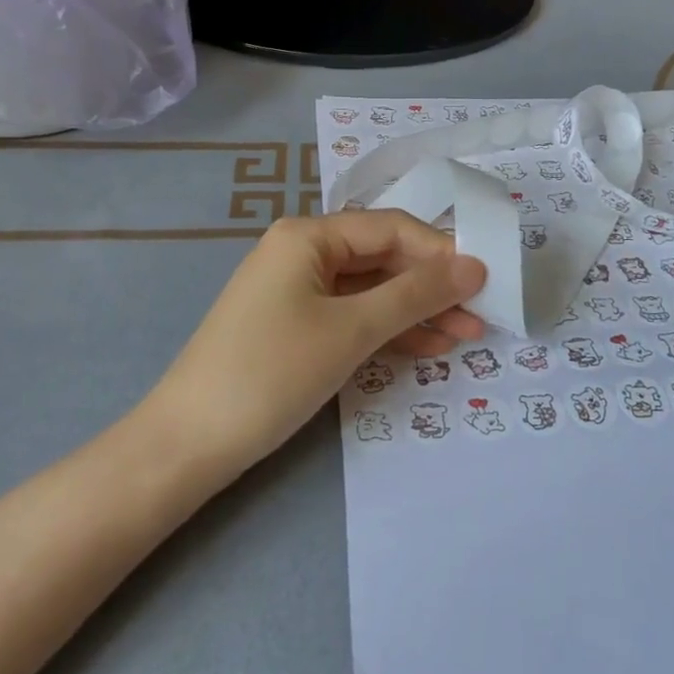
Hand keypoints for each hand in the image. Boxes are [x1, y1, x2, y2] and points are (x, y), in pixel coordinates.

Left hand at [148, 211, 486, 470]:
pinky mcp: (295, 326)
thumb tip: (475, 266)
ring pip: (371, 291)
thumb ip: (416, 295)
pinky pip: (352, 316)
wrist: (187, 444)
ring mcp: (296, 291)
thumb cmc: (272, 372)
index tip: (486, 281)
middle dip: (432, 287)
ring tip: (467, 336)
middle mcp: (302, 252)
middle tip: (482, 315)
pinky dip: (388, 330)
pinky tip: (428, 347)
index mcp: (309, 236)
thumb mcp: (352, 330)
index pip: (391, 229)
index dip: (441, 252)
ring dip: (417, 312)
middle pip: (383, 258)